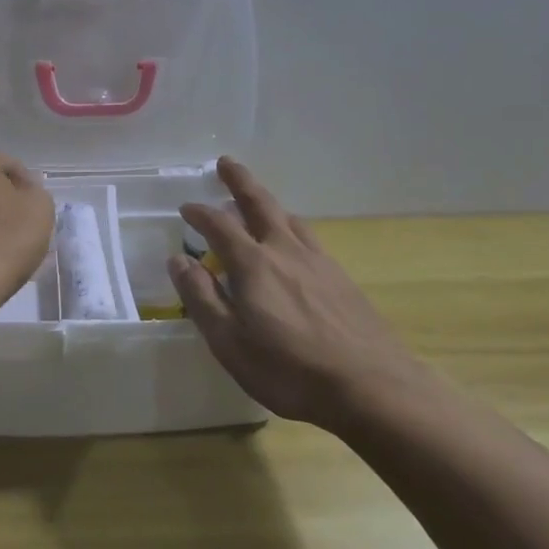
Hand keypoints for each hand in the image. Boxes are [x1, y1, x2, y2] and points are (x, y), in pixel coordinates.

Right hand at [172, 158, 423, 429]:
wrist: (370, 385)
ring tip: (257, 202)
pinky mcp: (341, 277)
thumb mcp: (229, 342)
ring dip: (267, 203)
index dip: (200, 214)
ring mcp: (318, 261)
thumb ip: (202, 297)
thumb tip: (178, 260)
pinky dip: (291, 227)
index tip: (187, 208)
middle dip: (240, 180)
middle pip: (260, 203)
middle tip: (226, 163)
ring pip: (288, 218)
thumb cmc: (289, 369)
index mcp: (253, 264)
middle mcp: (285, 250)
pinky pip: (308, 237)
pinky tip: (294, 243)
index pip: (219, 225)